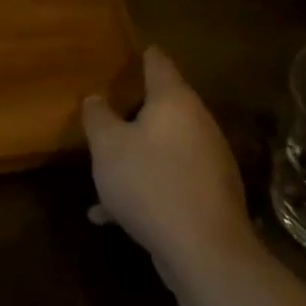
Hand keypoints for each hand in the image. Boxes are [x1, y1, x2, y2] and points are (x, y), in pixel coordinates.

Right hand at [82, 46, 257, 283]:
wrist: (204, 251)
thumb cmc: (150, 182)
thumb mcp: (107, 146)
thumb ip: (97, 116)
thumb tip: (95, 97)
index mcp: (174, 100)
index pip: (158, 62)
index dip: (141, 55)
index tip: (125, 53)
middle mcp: (197, 123)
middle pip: (164, 106)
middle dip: (134, 110)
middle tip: (106, 110)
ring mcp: (208, 160)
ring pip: (164, 147)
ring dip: (136, 155)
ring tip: (103, 171)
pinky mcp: (210, 195)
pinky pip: (170, 180)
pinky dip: (145, 187)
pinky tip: (112, 214)